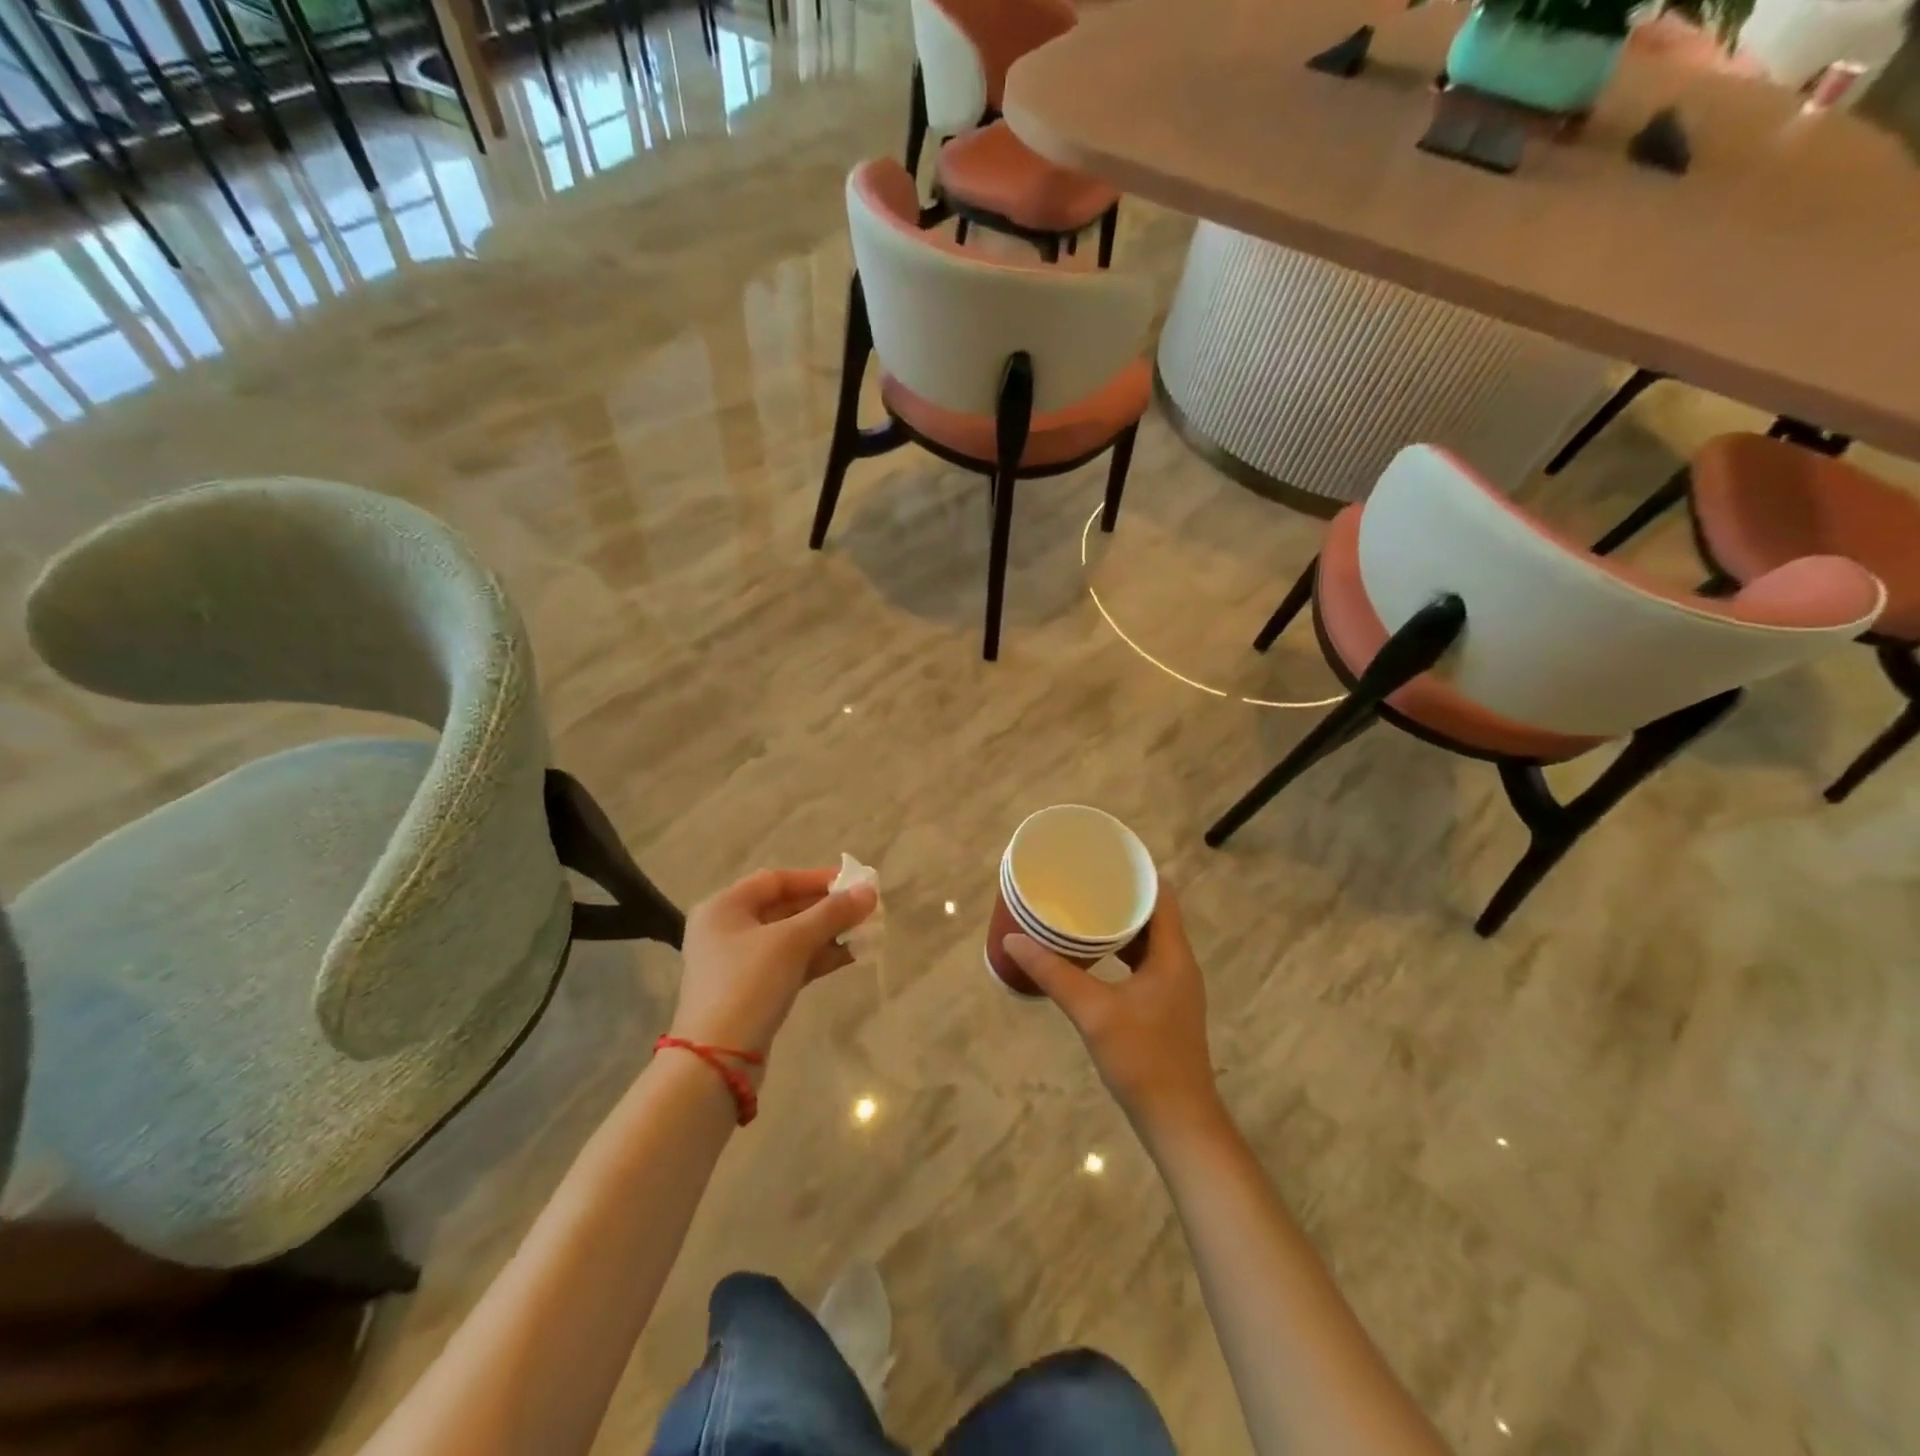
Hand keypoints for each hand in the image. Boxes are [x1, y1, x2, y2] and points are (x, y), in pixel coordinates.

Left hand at [671, 868, 876, 1060]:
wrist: (717, 1061)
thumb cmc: (748, 984)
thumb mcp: (792, 942)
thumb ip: (832, 913)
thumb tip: (870, 891)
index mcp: (724, 907)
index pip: (776, 880)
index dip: (816, 878)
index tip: (853, 882)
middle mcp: (726, 929)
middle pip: (784, 907)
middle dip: (826, 908)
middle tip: (865, 909)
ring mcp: (737, 963)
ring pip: (790, 938)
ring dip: (826, 933)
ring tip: (865, 932)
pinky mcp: (751, 991)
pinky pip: (789, 963)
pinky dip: (817, 957)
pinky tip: (850, 955)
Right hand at [1004, 888, 1220, 1133]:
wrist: (1178, 1121)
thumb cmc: (1142, 1058)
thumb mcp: (1092, 1011)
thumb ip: (1053, 973)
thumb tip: (1014, 939)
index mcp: (1173, 955)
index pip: (1162, 896)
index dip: (1137, 873)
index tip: (1104, 860)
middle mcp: (1179, 965)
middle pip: (1155, 916)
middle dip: (1121, 897)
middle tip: (1083, 883)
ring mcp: (1174, 988)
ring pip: (1149, 942)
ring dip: (1121, 926)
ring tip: (1083, 912)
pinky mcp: (1165, 1007)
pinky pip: (1144, 964)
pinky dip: (1121, 952)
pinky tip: (1093, 957)